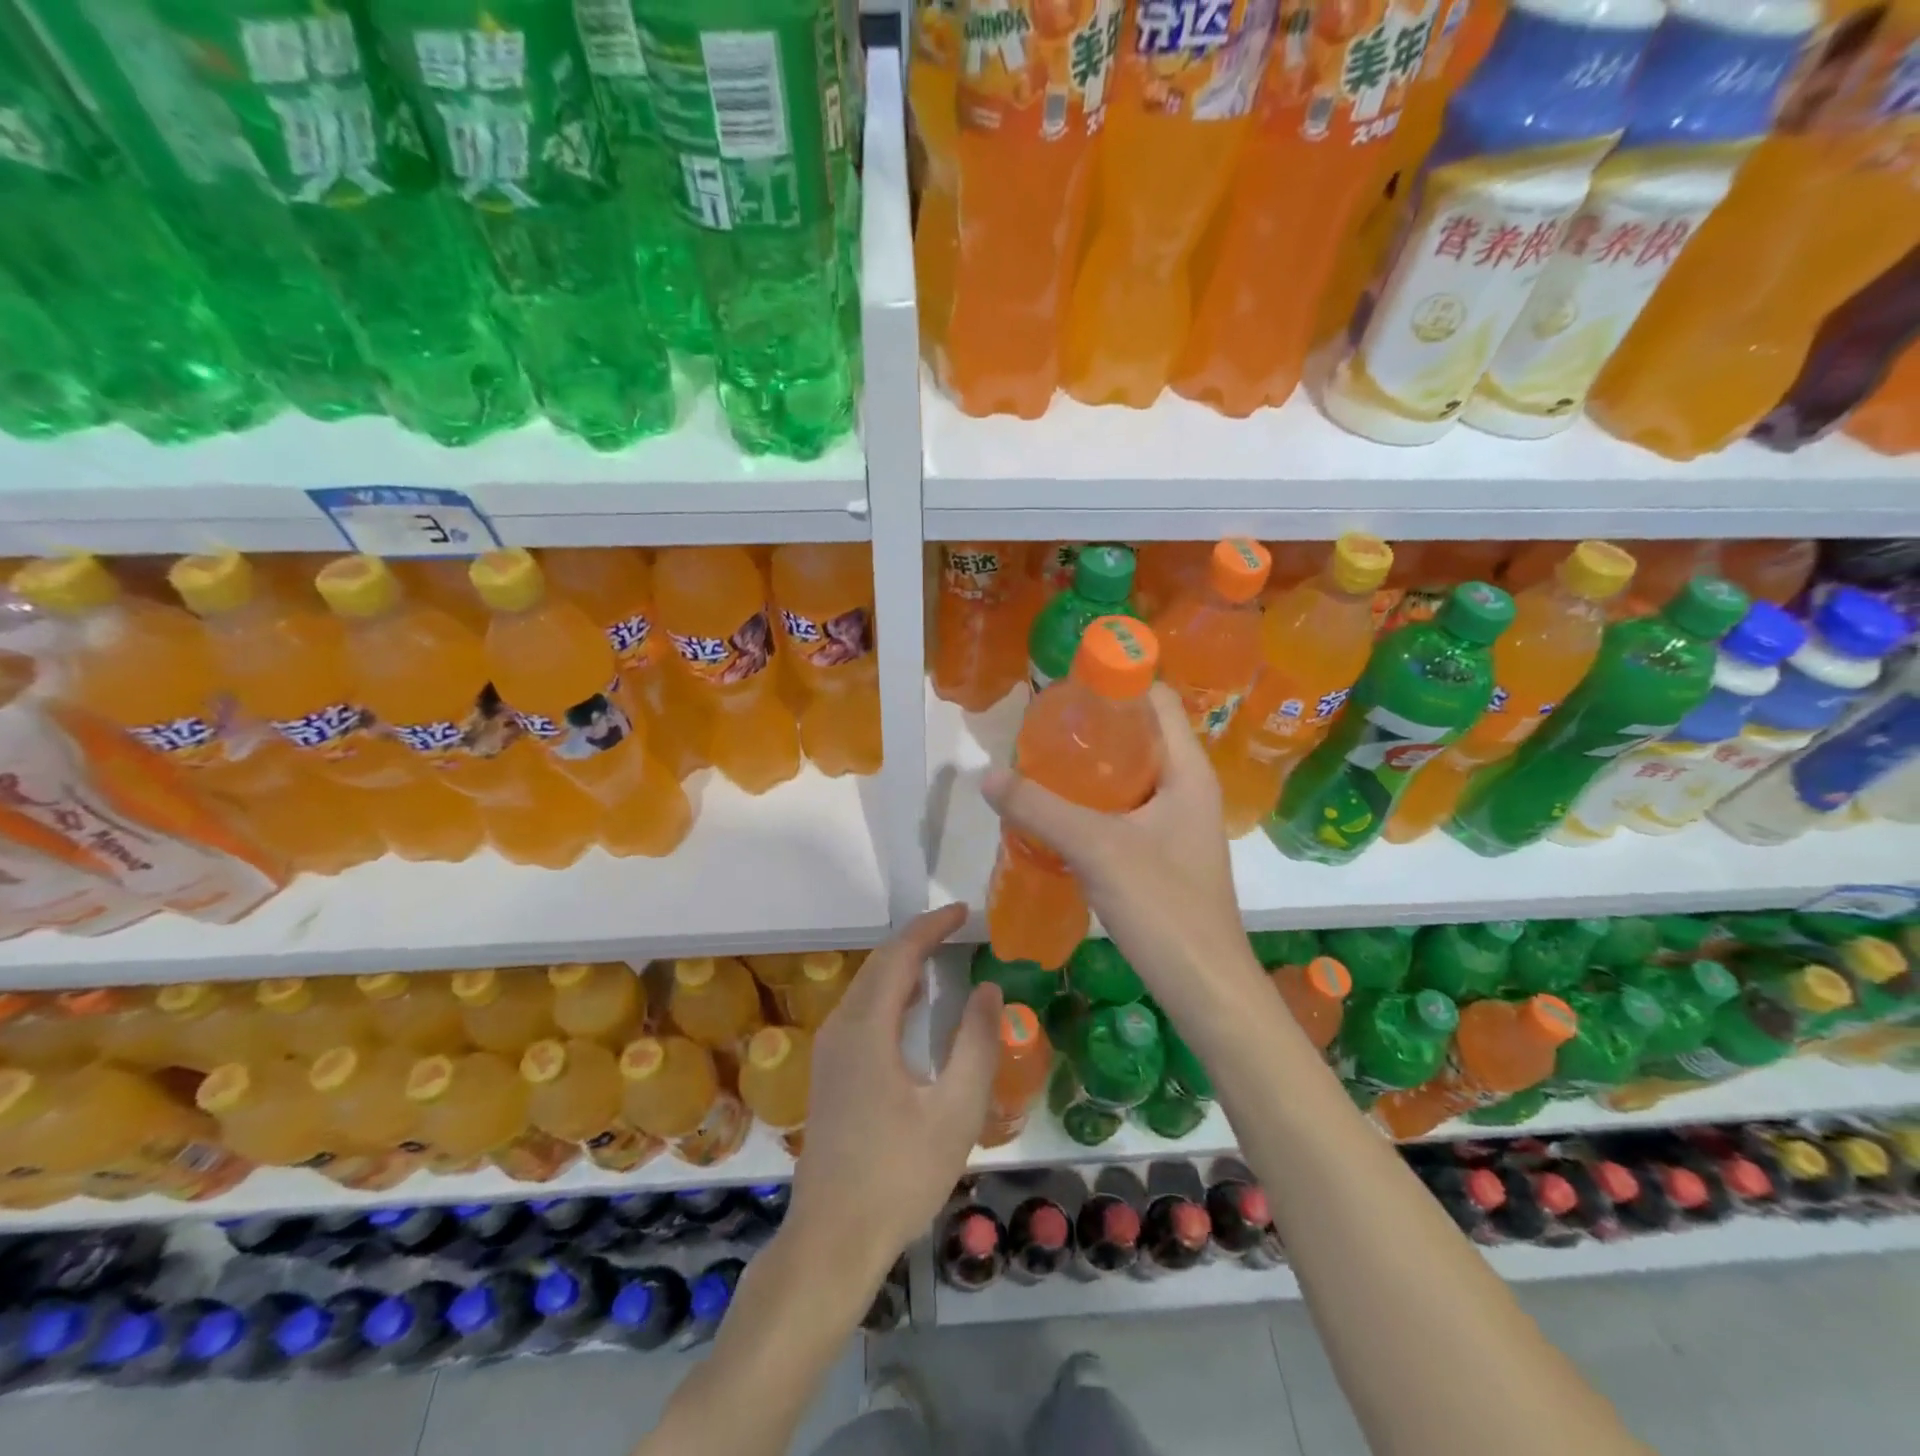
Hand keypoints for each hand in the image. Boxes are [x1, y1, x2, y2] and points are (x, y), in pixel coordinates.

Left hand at [788, 903, 1001, 1285]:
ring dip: (902, 965)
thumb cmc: (900, 1175)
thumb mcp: (955, 1111)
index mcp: (867, 1028)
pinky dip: (890, 992)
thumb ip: (977, 1043)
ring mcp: (829, 1050)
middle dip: (917, 939)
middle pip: (879, 964)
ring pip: (867, 986)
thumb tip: (987, 987)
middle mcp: (840, 1027)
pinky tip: (914, 1010)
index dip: (931, 927)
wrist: (833, 1238)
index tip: (963, 912)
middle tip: (958, 929)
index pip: (899, 955)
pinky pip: (861, 1010)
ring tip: (942, 959)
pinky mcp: (829, 1071)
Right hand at [981, 683, 1262, 1019]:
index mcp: (1187, 771)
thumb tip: (987, 776)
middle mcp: (1187, 788)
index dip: (1115, 684)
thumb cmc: (1163, 906)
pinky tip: (1056, 817)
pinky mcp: (1163, 854)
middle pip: (1140, 736)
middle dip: (1092, 729)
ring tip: (1039, 770)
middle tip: (1040, 734)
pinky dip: (1092, 805)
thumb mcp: (1095, 849)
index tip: (1064, 691)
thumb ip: (1039, 809)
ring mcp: (1177, 824)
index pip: (1157, 700)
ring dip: (1089, 771)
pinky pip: (1125, 812)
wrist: (1204, 986)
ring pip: (1130, 777)